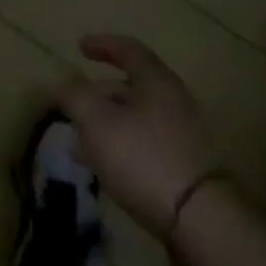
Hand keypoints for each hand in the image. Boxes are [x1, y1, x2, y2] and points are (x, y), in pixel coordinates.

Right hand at [56, 35, 221, 233]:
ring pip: (137, 118)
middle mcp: (175, 100)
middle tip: (74, 106)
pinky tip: (107, 167)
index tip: (79, 47)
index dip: (102, 44)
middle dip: (99, 94)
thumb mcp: (96, 121)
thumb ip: (74, 95)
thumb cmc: (143, 157)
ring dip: (108, 124)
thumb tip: (64, 81)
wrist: (201, 220)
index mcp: (156, 80)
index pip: (128, 49)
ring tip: (82, 144)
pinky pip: (147, 143)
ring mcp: (185, 134)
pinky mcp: (187, 166)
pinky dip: (123, 145)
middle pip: (132, 86)